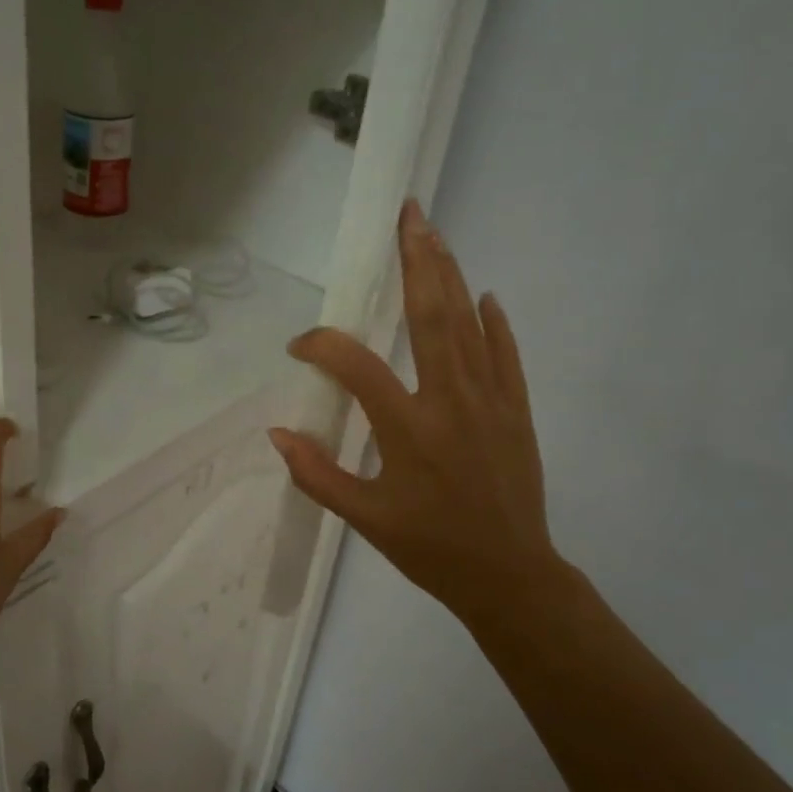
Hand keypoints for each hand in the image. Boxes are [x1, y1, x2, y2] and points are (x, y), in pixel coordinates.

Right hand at [268, 200, 559, 630]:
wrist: (509, 575)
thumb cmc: (429, 548)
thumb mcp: (364, 519)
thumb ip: (316, 474)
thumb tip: (276, 434)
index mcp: (407, 429)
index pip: (356, 366)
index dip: (321, 347)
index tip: (299, 348)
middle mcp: (450, 401)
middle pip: (432, 316)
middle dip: (417, 261)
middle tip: (407, 216)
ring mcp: (490, 401)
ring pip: (469, 325)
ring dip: (451, 276)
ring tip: (434, 234)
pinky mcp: (516, 411)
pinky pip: (506, 356)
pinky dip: (496, 324)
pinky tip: (487, 295)